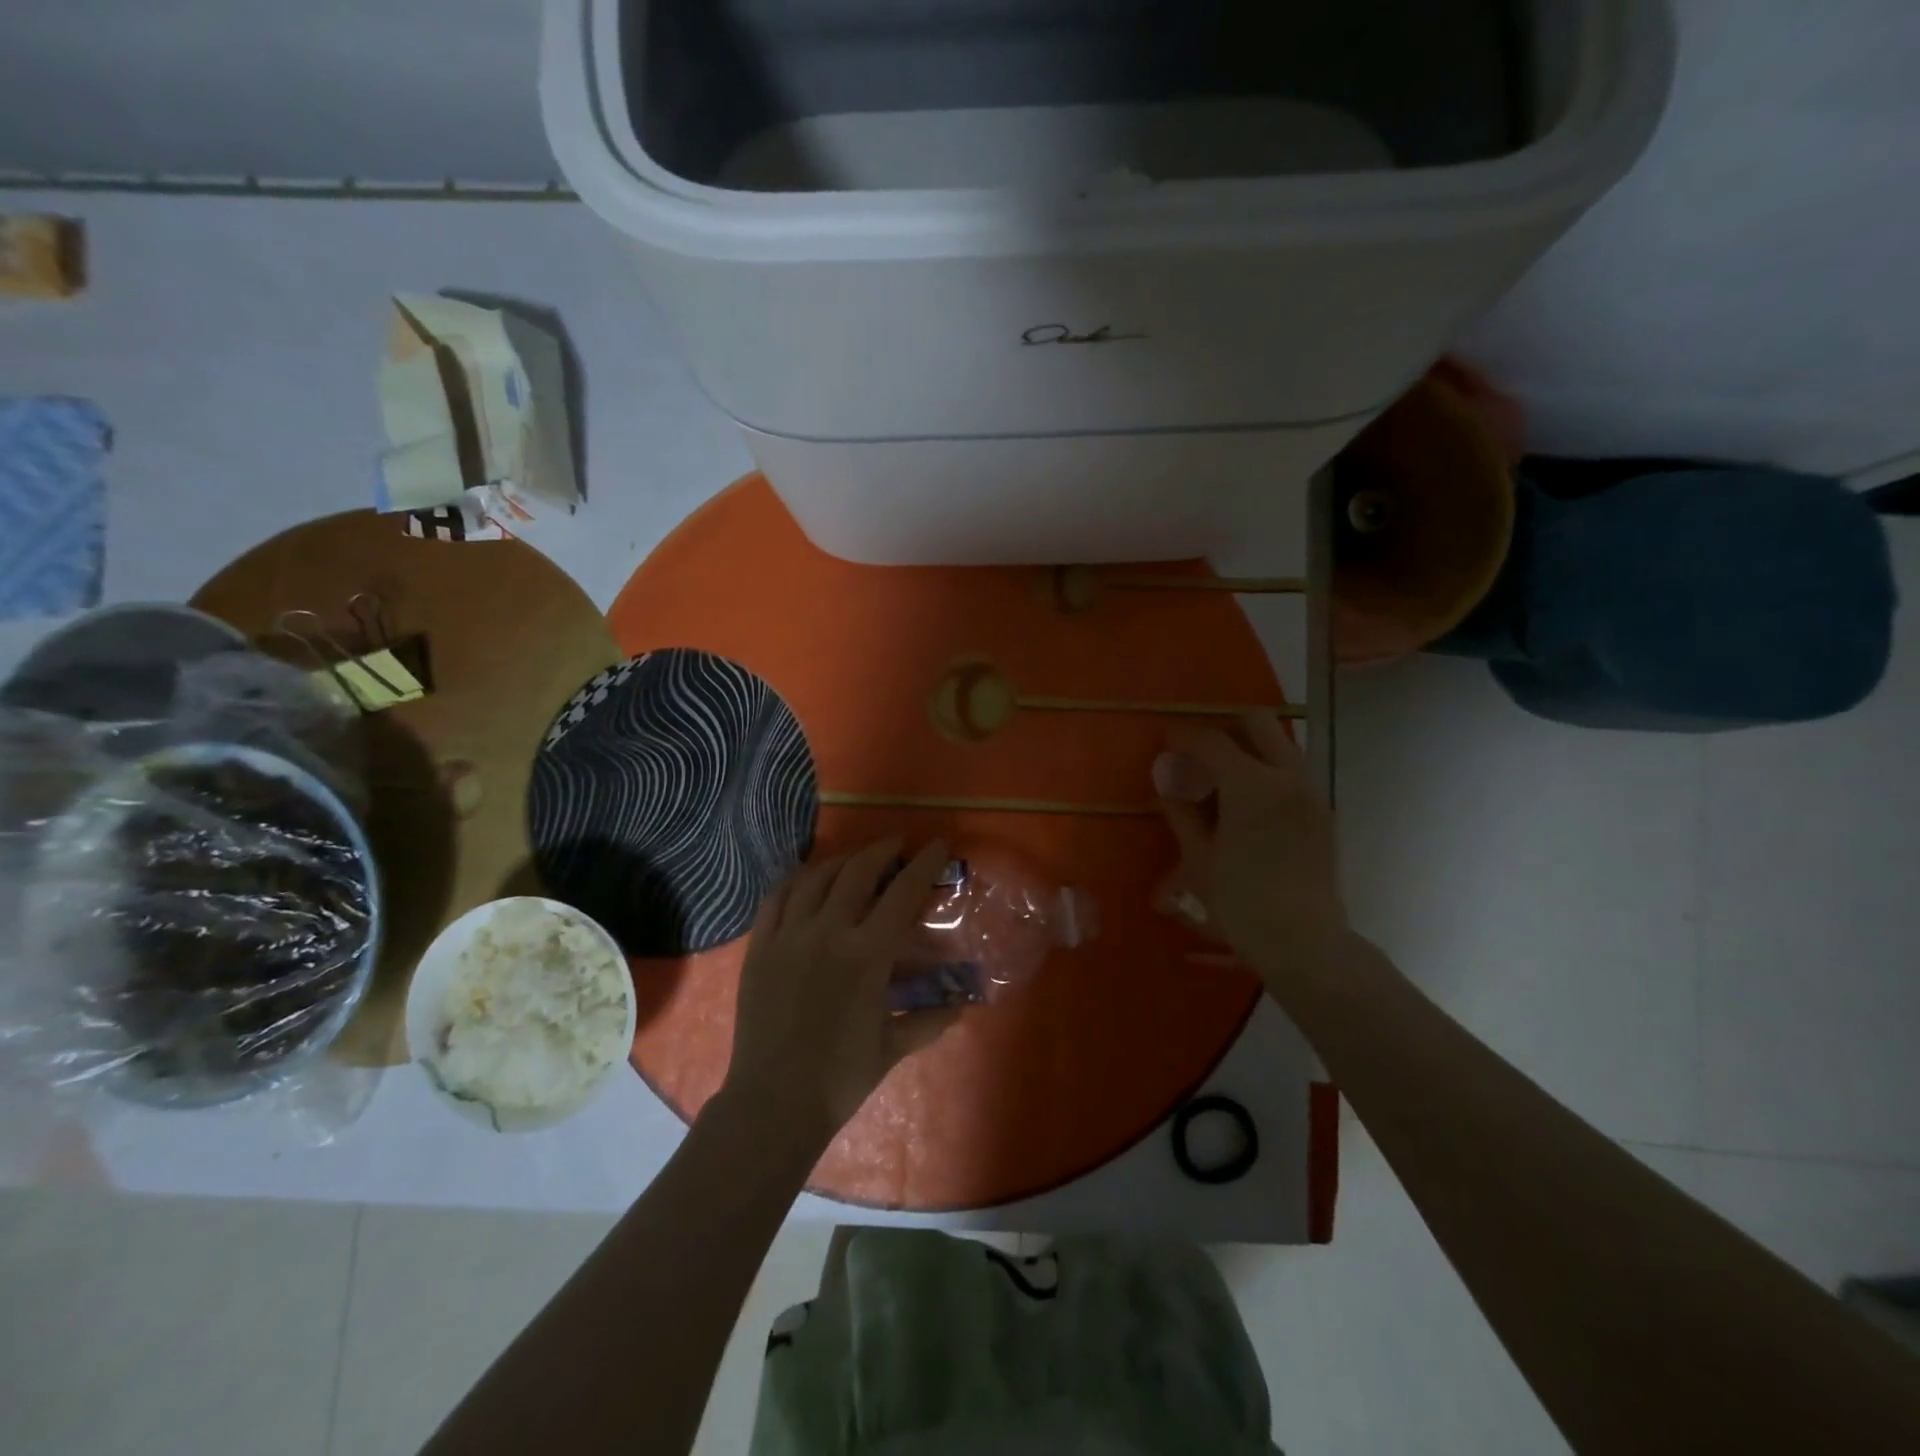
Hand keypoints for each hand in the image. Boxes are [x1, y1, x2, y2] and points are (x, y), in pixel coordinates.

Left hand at [721, 838, 959, 1150]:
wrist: (773, 1102)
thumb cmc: (840, 1077)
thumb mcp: (892, 1047)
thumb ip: (930, 1020)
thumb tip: (962, 1005)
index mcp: (867, 954)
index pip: (902, 893)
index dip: (923, 864)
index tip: (936, 846)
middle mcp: (828, 932)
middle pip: (858, 872)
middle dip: (881, 851)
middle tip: (896, 847)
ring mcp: (788, 935)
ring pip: (816, 878)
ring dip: (841, 861)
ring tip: (855, 860)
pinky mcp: (760, 946)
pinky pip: (776, 898)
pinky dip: (795, 880)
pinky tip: (805, 879)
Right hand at [1155, 712, 1351, 989]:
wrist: (1304, 942)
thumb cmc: (1241, 903)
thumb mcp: (1198, 859)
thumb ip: (1181, 813)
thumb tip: (1166, 785)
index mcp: (1252, 785)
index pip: (1212, 741)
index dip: (1183, 737)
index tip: (1165, 741)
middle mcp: (1287, 777)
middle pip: (1257, 723)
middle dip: (1224, 729)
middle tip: (1198, 754)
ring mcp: (1310, 792)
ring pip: (1279, 744)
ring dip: (1248, 748)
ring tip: (1219, 780)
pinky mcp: (1322, 811)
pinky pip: (1291, 770)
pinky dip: (1266, 770)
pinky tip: (1245, 804)